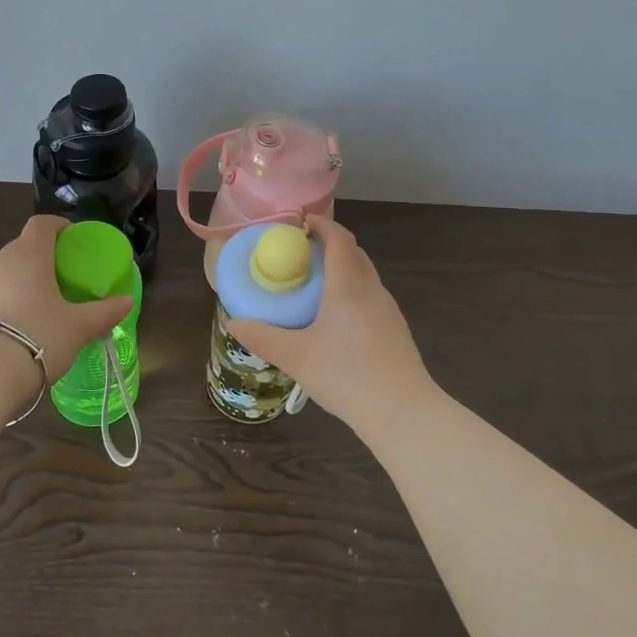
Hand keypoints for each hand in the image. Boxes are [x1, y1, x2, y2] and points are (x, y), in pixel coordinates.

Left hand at [0, 215, 133, 380]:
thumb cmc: (38, 337)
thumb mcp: (78, 327)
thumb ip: (105, 312)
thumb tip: (128, 301)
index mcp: (29, 255)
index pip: (42, 224)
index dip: (58, 226)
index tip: (72, 239)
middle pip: (22, 247)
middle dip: (42, 257)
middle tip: (62, 279)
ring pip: (4, 271)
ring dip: (21, 281)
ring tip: (39, 305)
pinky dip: (4, 301)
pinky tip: (15, 326)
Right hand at [225, 214, 433, 429]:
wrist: (403, 412)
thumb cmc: (347, 376)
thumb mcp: (296, 357)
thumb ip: (262, 337)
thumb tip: (233, 323)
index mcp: (348, 286)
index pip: (339, 239)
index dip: (322, 224)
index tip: (300, 223)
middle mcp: (372, 290)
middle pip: (354, 253)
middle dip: (330, 245)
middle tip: (301, 254)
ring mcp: (388, 310)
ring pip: (365, 276)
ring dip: (343, 269)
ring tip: (314, 286)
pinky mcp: (396, 330)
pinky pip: (371, 297)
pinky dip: (352, 292)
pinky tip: (336, 320)